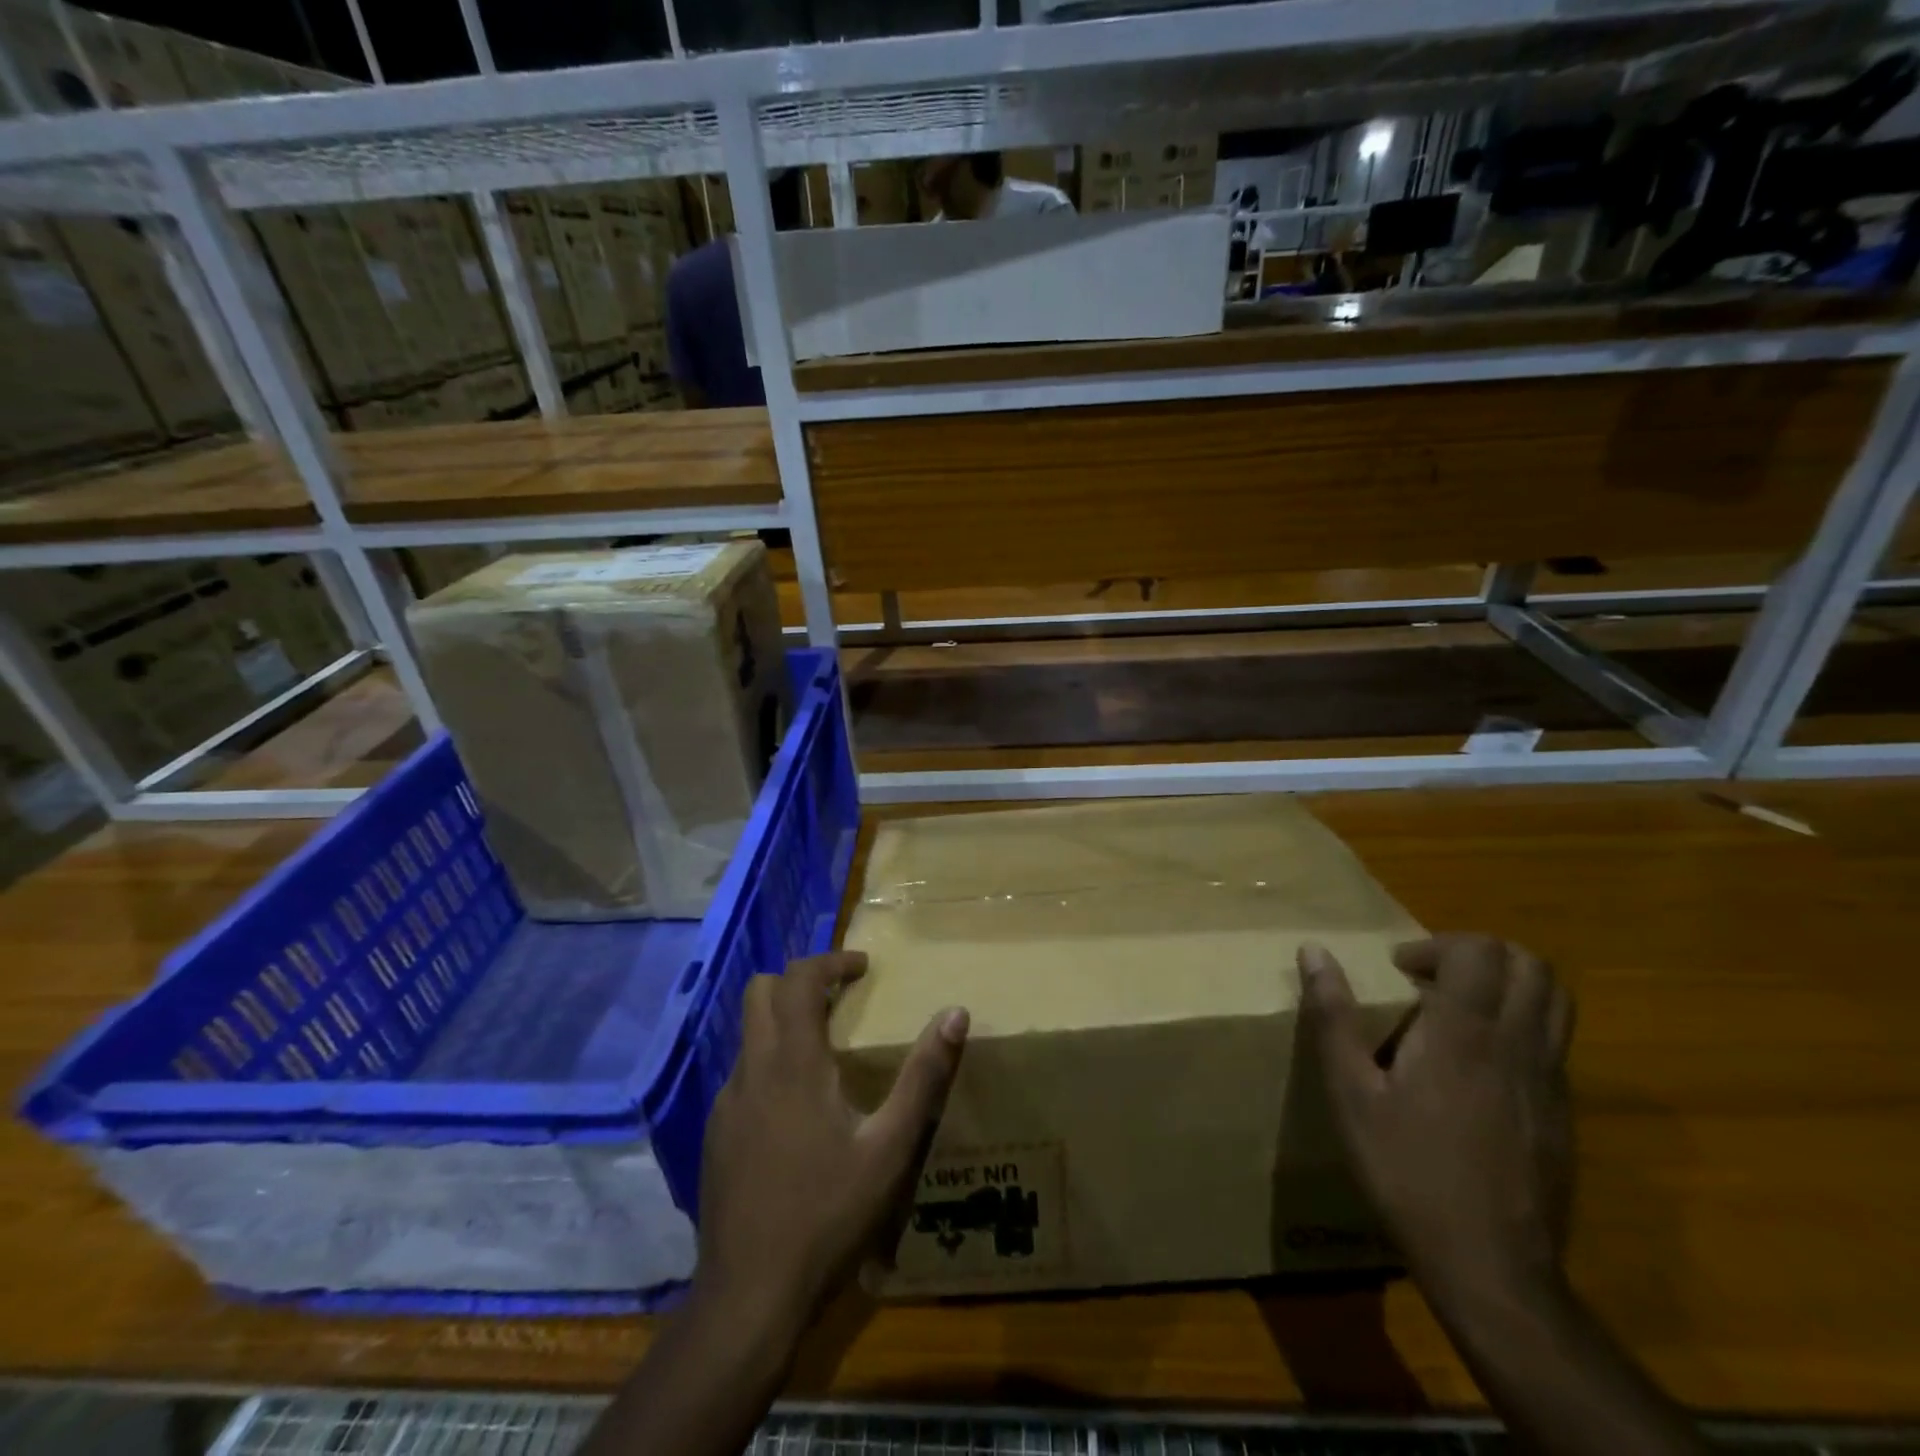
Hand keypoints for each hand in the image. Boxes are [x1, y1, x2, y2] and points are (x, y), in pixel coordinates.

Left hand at [694, 951, 968, 1339]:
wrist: (749, 1297)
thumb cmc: (828, 1215)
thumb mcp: (891, 1147)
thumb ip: (924, 1076)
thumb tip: (955, 1013)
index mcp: (794, 1062)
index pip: (799, 978)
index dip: (831, 961)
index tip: (863, 968)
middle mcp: (752, 1069)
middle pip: (761, 991)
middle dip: (801, 980)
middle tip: (842, 998)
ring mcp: (727, 1103)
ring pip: (749, 1033)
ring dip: (784, 1021)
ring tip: (826, 1050)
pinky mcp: (716, 1134)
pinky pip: (743, 1074)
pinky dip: (770, 1062)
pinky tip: (797, 1109)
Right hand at [1298, 934, 1575, 1301]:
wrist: (1492, 1269)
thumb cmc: (1407, 1171)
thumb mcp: (1350, 1093)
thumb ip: (1333, 1016)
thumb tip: (1314, 951)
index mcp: (1465, 1033)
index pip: (1480, 951)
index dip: (1437, 945)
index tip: (1400, 971)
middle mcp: (1520, 1046)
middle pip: (1531, 965)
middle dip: (1479, 954)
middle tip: (1432, 979)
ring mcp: (1551, 1082)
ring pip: (1556, 1002)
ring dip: (1508, 985)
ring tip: (1458, 1011)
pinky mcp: (1563, 1115)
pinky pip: (1554, 1044)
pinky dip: (1519, 1027)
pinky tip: (1475, 1068)